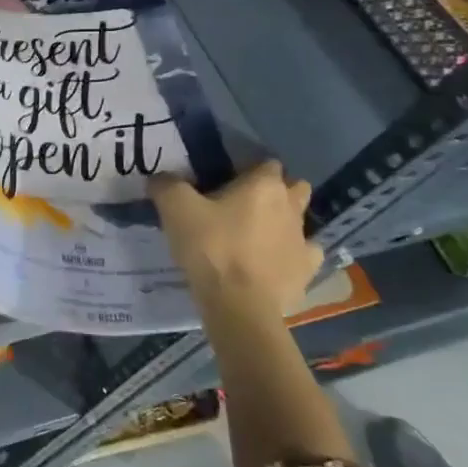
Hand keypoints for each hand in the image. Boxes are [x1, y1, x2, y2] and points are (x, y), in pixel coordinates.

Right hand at [150, 161, 323, 324]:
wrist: (238, 304)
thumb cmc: (210, 247)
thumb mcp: (175, 208)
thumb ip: (166, 185)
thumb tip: (160, 177)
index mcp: (264, 185)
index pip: (266, 163)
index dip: (248, 169)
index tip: (227, 181)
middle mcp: (291, 206)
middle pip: (294, 187)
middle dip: (276, 192)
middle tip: (245, 205)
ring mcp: (304, 239)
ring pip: (300, 221)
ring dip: (284, 223)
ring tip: (257, 236)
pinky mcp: (308, 271)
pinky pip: (305, 254)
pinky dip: (292, 255)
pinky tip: (273, 262)